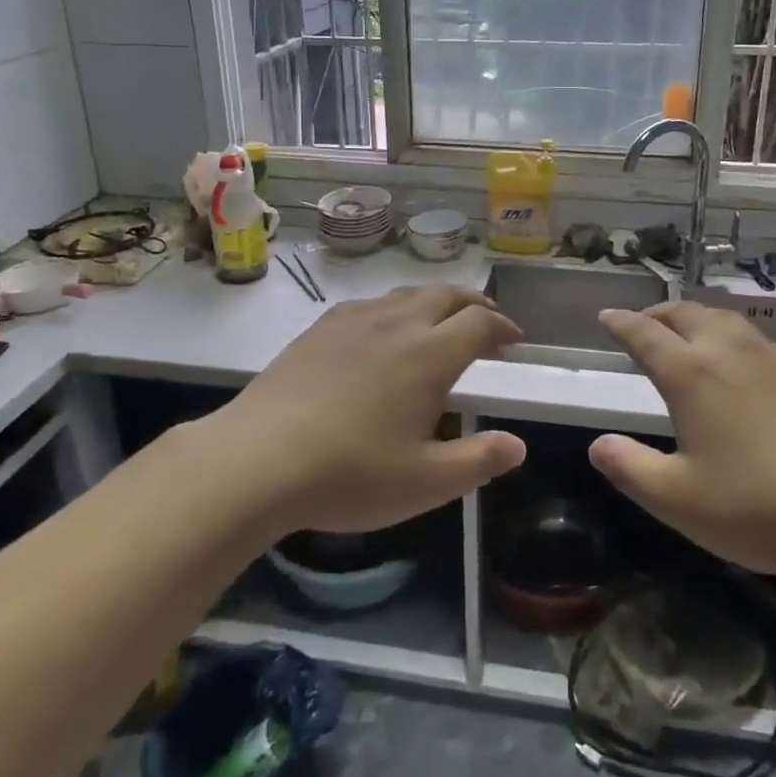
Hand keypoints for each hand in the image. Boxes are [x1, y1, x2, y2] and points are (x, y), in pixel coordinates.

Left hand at [208, 286, 526, 537]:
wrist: (258, 459)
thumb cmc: (351, 473)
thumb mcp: (425, 482)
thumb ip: (479, 461)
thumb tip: (517, 445)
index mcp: (430, 355)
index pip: (479, 323)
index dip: (503, 326)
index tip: (514, 340)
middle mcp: (397, 324)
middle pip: (446, 295)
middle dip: (473, 303)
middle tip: (485, 319)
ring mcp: (354, 320)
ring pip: (406, 294)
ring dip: (434, 301)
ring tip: (439, 320)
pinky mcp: (320, 328)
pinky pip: (369, 303)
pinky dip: (392, 308)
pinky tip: (381, 330)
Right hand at [589, 302, 775, 585]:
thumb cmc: (759, 506)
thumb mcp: (678, 499)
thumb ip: (630, 468)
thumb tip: (597, 444)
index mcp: (691, 373)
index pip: (645, 334)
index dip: (621, 324)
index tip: (606, 317)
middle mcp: (730, 352)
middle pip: (686, 314)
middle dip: (658, 314)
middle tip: (642, 323)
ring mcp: (774, 359)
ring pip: (726, 319)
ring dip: (697, 318)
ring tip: (687, 333)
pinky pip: (757, 339)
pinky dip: (733, 336)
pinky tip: (743, 361)